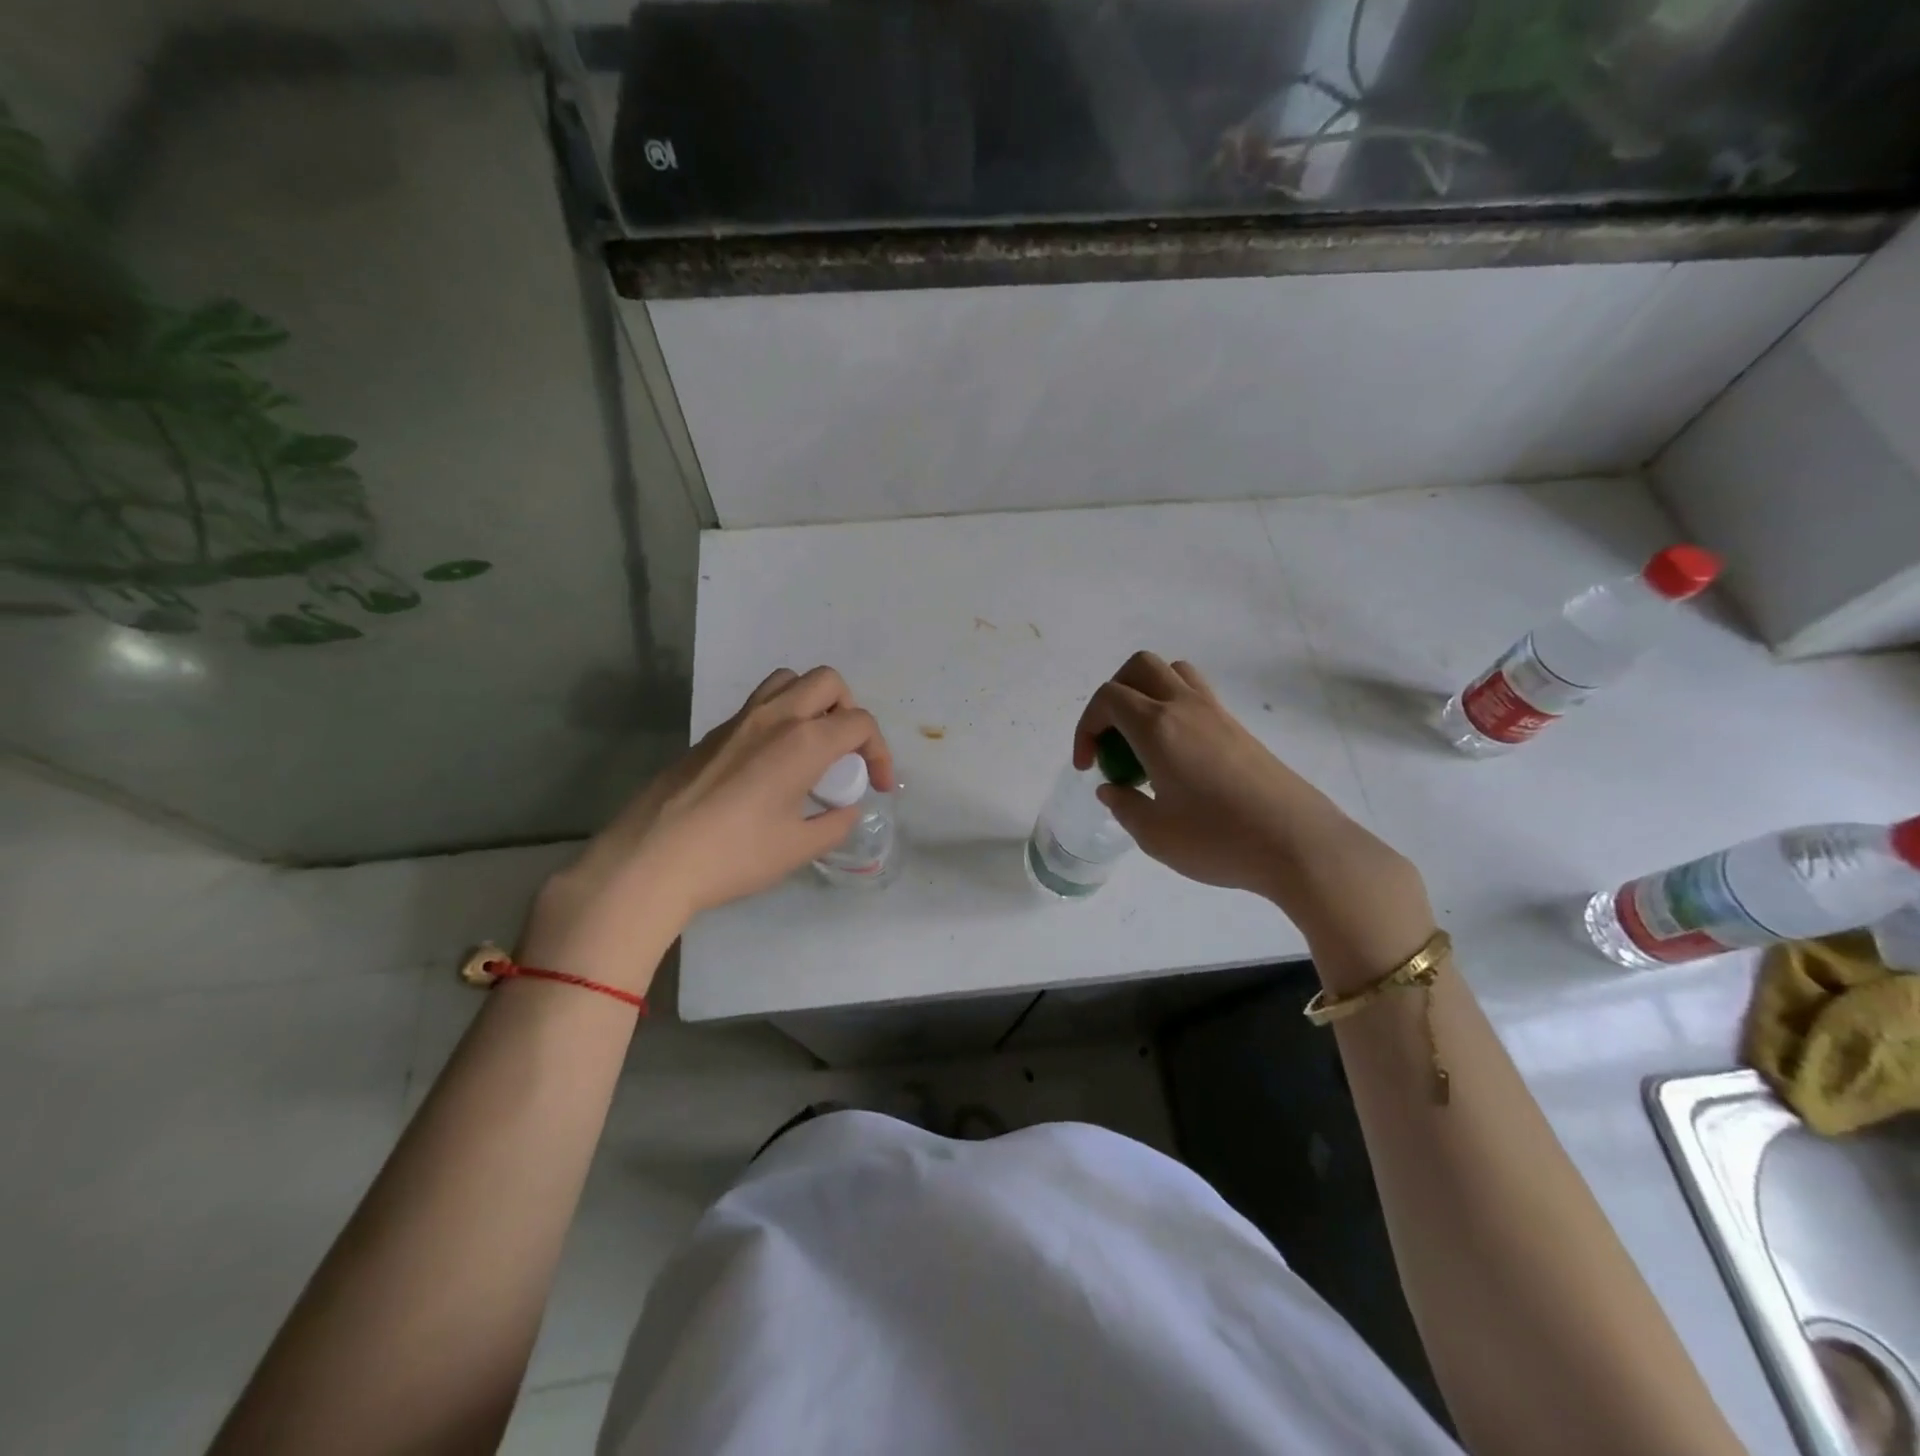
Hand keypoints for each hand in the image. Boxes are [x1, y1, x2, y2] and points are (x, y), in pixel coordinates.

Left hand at [521, 667, 895, 990]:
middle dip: (850, 711)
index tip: (879, 786)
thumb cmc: (733, 856)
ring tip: (813, 745)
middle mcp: (775, 717)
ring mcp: (739, 720)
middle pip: (828, 682)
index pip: (860, 723)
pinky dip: (781, 717)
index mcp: (803, 742)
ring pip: (789, 681)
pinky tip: (772, 763)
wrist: (652, 860)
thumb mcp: (797, 848)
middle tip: (846, 753)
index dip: (880, 753)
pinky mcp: (713, 733)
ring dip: (812, 702)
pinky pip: (759, 704)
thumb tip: (846, 810)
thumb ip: (834, 824)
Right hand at [1075, 652, 1433, 980]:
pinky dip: (1175, 709)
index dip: (1086, 726)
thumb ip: (1124, 806)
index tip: (1088, 765)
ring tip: (1144, 739)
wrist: (1299, 844)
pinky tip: (1178, 755)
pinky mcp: (1239, 729)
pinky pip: (1197, 695)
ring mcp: (1217, 714)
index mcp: (1158, 727)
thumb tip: (1111, 788)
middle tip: (1112, 740)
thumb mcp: (1155, 834)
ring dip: (1147, 693)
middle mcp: (1186, 707)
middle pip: (1139, 667)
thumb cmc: (1219, 840)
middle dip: (1113, 695)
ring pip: (1174, 673)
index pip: (1108, 697)